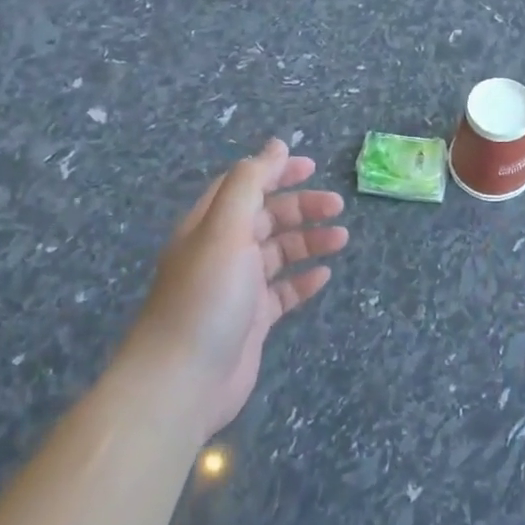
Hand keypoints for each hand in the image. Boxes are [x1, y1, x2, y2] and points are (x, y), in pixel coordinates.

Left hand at [125, 139, 348, 439]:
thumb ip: (251, 182)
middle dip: (301, 207)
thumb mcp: (226, 227)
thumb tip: (274, 145)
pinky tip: (324, 276)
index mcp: (210, 224)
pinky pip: (282, 292)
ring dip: (308, 241)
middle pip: (266, 217)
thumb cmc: (207, 295)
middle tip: (337, 207)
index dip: (275, 171)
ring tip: (341, 239)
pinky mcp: (251, 321)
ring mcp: (237, 287)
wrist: (183, 380)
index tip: (311, 166)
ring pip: (278, 253)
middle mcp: (222, 250)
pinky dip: (303, 281)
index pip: (244, 185)